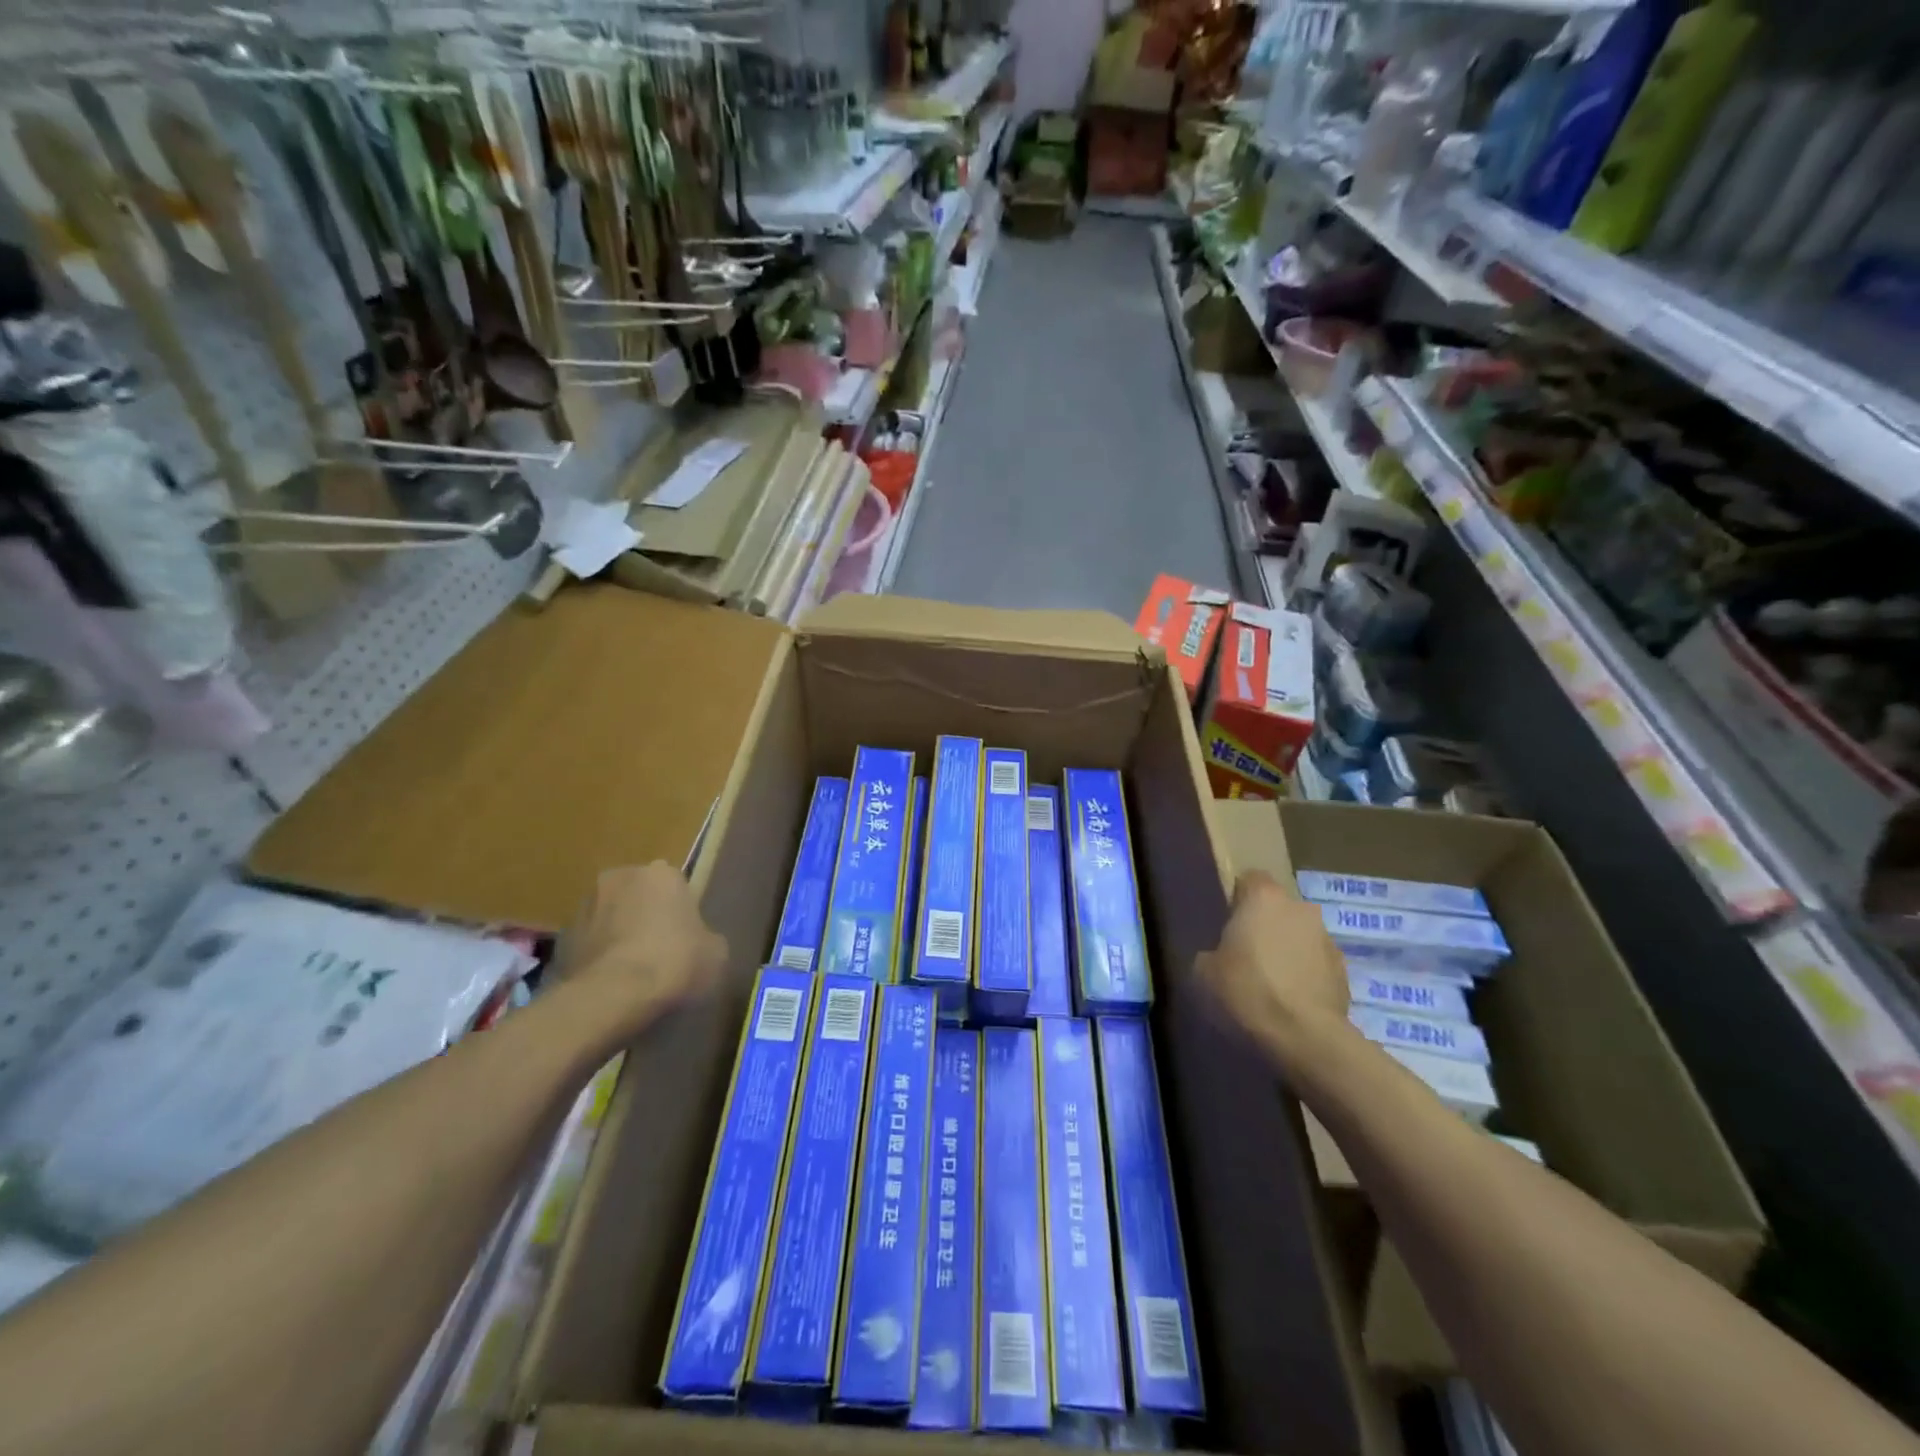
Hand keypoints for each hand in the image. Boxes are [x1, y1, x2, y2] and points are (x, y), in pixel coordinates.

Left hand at [559, 863, 727, 1028]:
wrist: (611, 997)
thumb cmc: (674, 962)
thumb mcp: (716, 953)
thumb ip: (706, 938)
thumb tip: (699, 944)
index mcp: (661, 873)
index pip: (675, 886)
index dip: (681, 913)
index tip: (686, 939)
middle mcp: (619, 878)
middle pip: (638, 895)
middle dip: (645, 916)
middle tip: (658, 951)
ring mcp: (584, 907)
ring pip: (609, 917)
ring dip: (618, 935)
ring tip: (630, 972)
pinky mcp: (560, 938)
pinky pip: (588, 944)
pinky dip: (597, 957)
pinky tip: (609, 985)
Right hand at [1196, 871, 1349, 1064]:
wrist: (1304, 1038)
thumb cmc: (1246, 991)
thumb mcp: (1203, 972)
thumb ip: (1210, 953)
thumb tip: (1217, 958)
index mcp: (1264, 897)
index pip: (1250, 879)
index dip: (1237, 900)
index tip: (1225, 925)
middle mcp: (1301, 908)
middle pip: (1278, 909)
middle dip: (1265, 927)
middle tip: (1245, 956)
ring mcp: (1328, 940)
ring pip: (1300, 937)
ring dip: (1288, 952)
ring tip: (1270, 986)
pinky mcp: (1345, 974)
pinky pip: (1316, 967)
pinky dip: (1305, 978)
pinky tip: (1290, 1004)